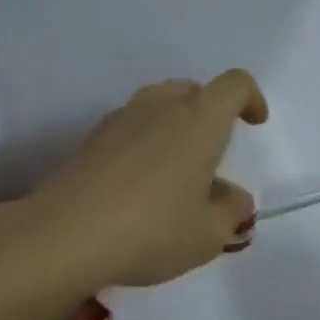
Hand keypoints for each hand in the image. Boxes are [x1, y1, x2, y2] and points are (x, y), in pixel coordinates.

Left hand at [29, 71, 269, 288]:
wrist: (65, 234)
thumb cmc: (152, 230)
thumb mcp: (207, 235)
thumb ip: (230, 213)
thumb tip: (235, 200)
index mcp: (199, 120)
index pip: (234, 85)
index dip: (250, 98)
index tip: (254, 123)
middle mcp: (161, 106)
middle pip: (194, 90)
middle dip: (211, 113)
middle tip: (213, 153)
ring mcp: (121, 118)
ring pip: (159, 104)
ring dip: (175, 126)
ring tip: (176, 170)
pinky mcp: (92, 137)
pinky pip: (131, 126)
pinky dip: (145, 141)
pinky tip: (139, 182)